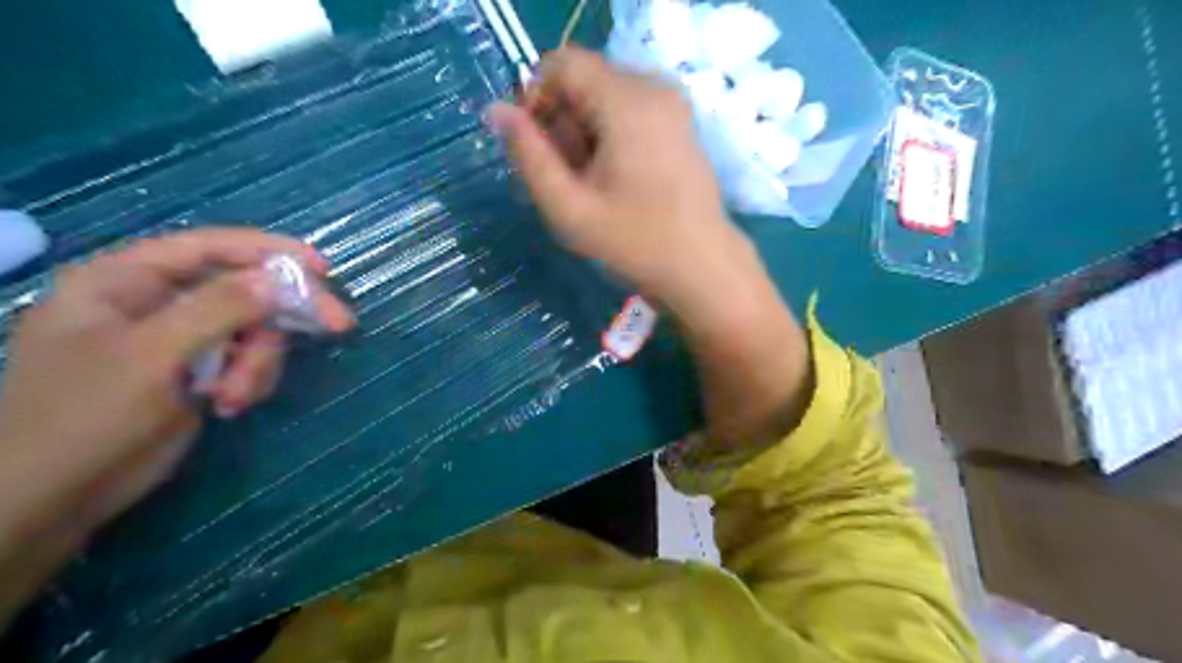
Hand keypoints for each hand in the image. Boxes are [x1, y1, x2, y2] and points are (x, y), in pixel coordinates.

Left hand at [0, 229, 353, 626]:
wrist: (57, 498)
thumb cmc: (86, 417)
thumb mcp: (153, 356)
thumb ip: (218, 310)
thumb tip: (279, 280)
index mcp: (126, 280)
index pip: (211, 247)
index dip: (271, 252)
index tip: (323, 269)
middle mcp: (157, 301)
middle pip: (244, 289)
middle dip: (281, 317)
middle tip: (339, 326)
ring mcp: (180, 338)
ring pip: (254, 329)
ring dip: (260, 362)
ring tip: (236, 397)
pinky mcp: (198, 370)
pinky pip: (248, 359)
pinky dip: (251, 380)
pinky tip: (229, 405)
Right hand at [493, 48, 814, 455]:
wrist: (702, 267)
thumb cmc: (635, 242)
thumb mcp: (569, 207)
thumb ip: (528, 155)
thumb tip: (495, 110)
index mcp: (627, 101)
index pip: (561, 64)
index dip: (536, 99)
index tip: (538, 150)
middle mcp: (654, 88)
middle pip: (584, 80)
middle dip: (561, 122)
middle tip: (567, 179)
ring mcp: (673, 104)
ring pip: (604, 97)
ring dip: (584, 133)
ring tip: (591, 185)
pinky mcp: (680, 123)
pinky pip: (628, 111)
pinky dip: (609, 137)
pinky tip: (615, 180)